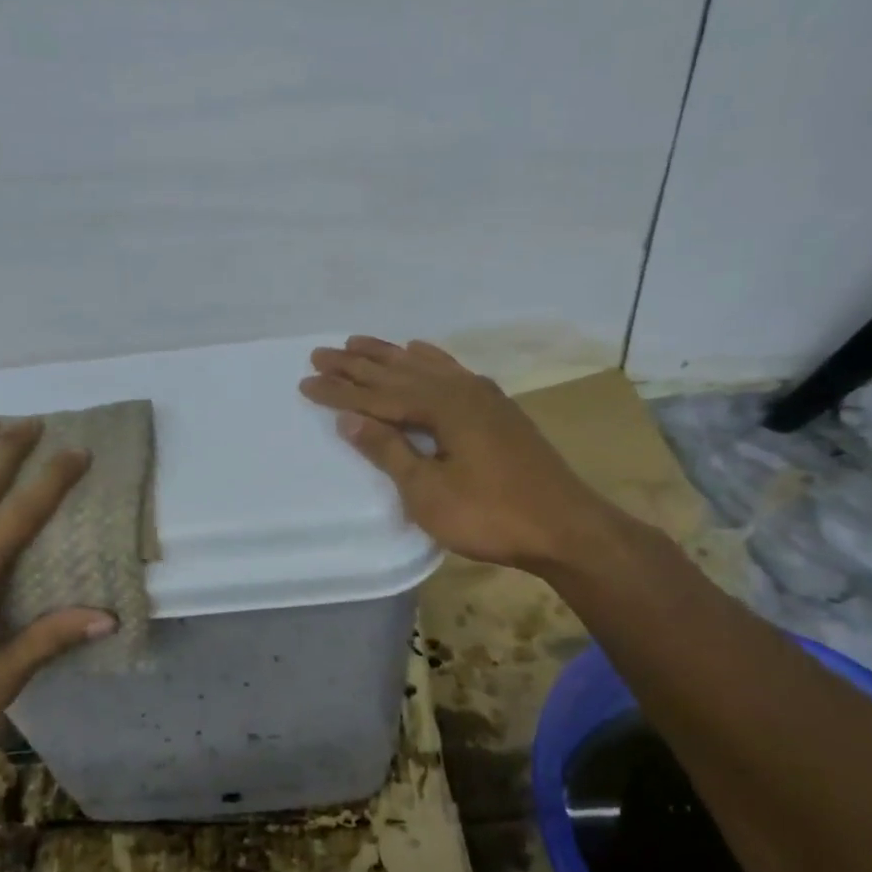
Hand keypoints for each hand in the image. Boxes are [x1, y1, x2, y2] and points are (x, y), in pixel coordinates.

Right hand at [299, 337, 606, 570]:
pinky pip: (451, 371)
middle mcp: (460, 390)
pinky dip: (430, 359)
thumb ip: (389, 451)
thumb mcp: (429, 491)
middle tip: (320, 352)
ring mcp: (483, 396)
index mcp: (442, 406)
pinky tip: (420, 351)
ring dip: (388, 356)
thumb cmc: (491, 515)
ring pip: (424, 366)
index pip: (377, 395)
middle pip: (397, 372)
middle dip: (356, 364)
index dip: (339, 391)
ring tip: (357, 343)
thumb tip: (350, 418)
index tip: (305, 381)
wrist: (566, 528)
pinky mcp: (497, 409)